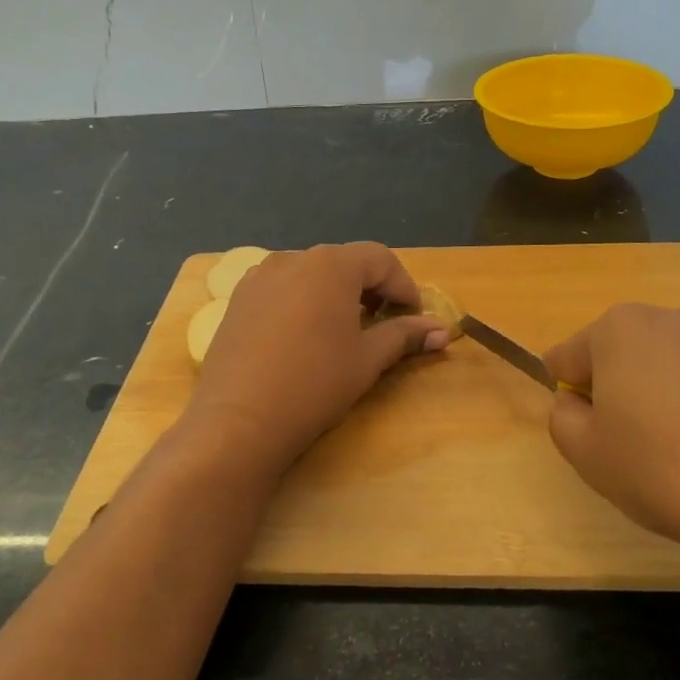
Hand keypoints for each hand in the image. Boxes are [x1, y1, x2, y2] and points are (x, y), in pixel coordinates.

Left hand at [186, 243, 448, 470]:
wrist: (239, 420)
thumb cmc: (315, 384)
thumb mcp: (368, 359)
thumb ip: (405, 336)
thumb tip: (442, 330)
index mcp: (331, 265)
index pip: (380, 259)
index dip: (404, 286)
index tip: (415, 316)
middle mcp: (293, 258)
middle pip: (344, 263)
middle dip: (370, 288)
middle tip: (384, 323)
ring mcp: (259, 278)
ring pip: (310, 275)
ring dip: (336, 294)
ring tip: (344, 330)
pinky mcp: (237, 300)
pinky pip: (282, 290)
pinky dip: (303, 302)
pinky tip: (305, 337)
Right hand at [543, 305, 679, 639]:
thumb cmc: (668, 470)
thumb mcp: (588, 456)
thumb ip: (563, 419)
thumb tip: (576, 403)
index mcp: (619, 328)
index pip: (567, 356)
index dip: (569, 397)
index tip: (589, 435)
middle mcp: (675, 317)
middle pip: (625, 355)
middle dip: (622, 392)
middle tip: (639, 448)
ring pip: (676, 367)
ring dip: (669, 398)